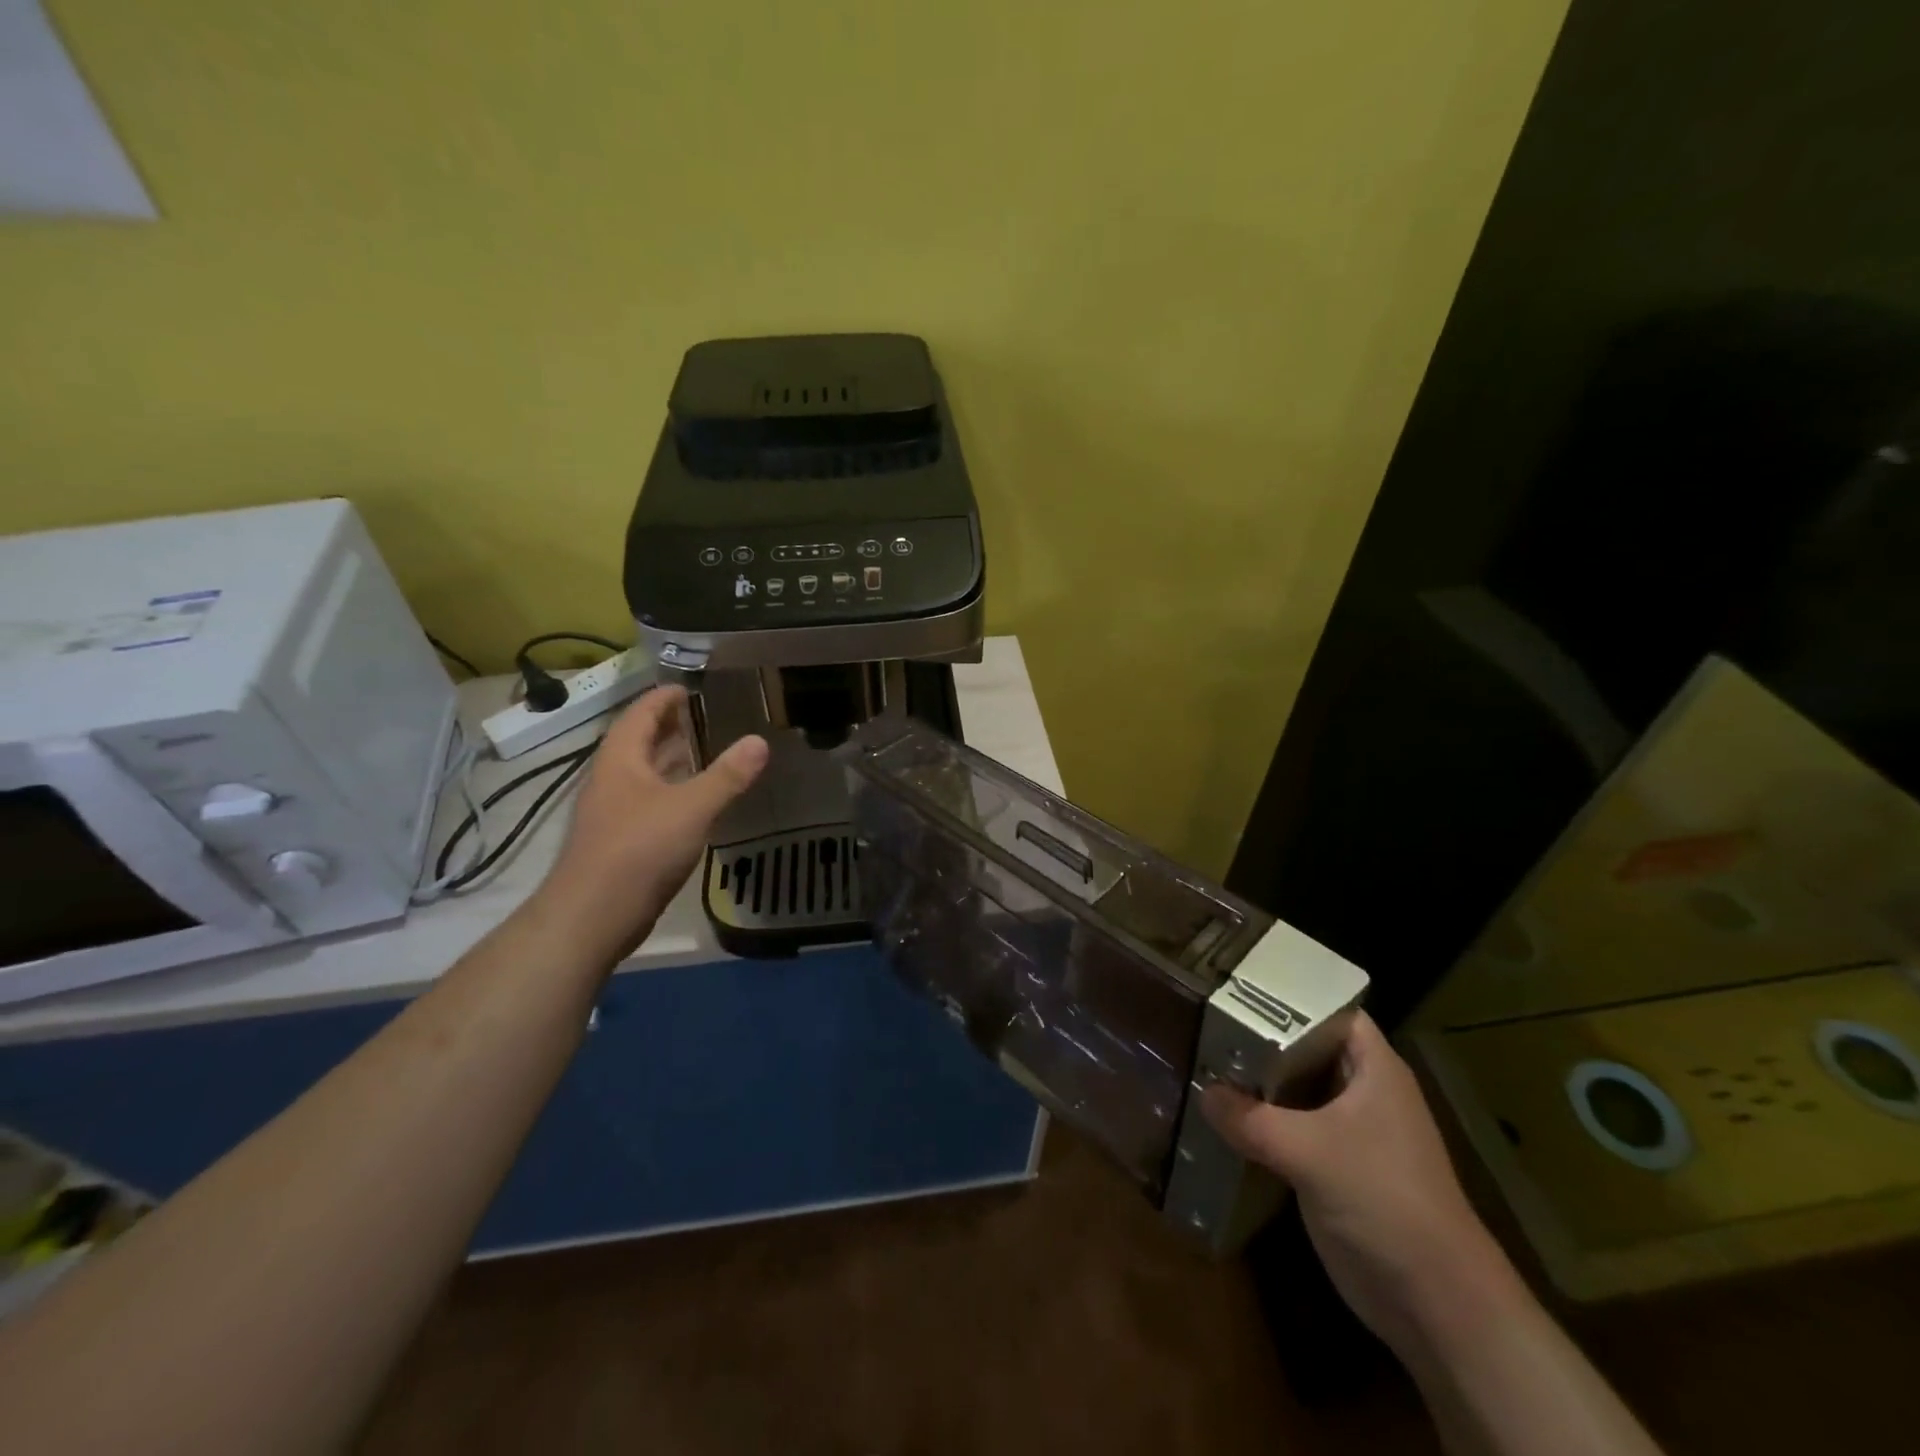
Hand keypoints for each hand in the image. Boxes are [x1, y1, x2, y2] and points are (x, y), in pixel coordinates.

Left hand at [529, 686, 767, 962]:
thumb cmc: (639, 850)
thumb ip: (727, 775)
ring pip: (646, 775)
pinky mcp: (622, 841)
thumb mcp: (691, 807)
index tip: (688, 687)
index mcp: (621, 760)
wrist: (593, 915)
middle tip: (705, 716)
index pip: (640, 714)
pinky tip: (696, 801)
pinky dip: (674, 792)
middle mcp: (613, 780)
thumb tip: (759, 741)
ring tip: (706, 750)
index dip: (663, 698)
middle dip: (670, 727)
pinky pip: (651, 803)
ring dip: (672, 760)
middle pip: (640, 743)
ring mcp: (615, 813)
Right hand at [1202, 1012, 1516, 1357]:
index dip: (1287, 994)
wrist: (1435, 1302)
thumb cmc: (1384, 1200)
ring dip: (1255, 1082)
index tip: (1234, 983)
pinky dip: (1260, 1122)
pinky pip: (1289, 1129)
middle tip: (1203, 1017)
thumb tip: (1202, 1091)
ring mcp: (1348, 1131)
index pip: (1327, 1009)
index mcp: (1372, 1068)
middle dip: (1259, 1036)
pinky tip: (1219, 1116)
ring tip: (1200, 1058)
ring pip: (1294, 1090)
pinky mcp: (1333, 1167)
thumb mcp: (1309, 1152)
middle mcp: (1361, 1090)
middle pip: (1304, 1048)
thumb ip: (1250, 1119)